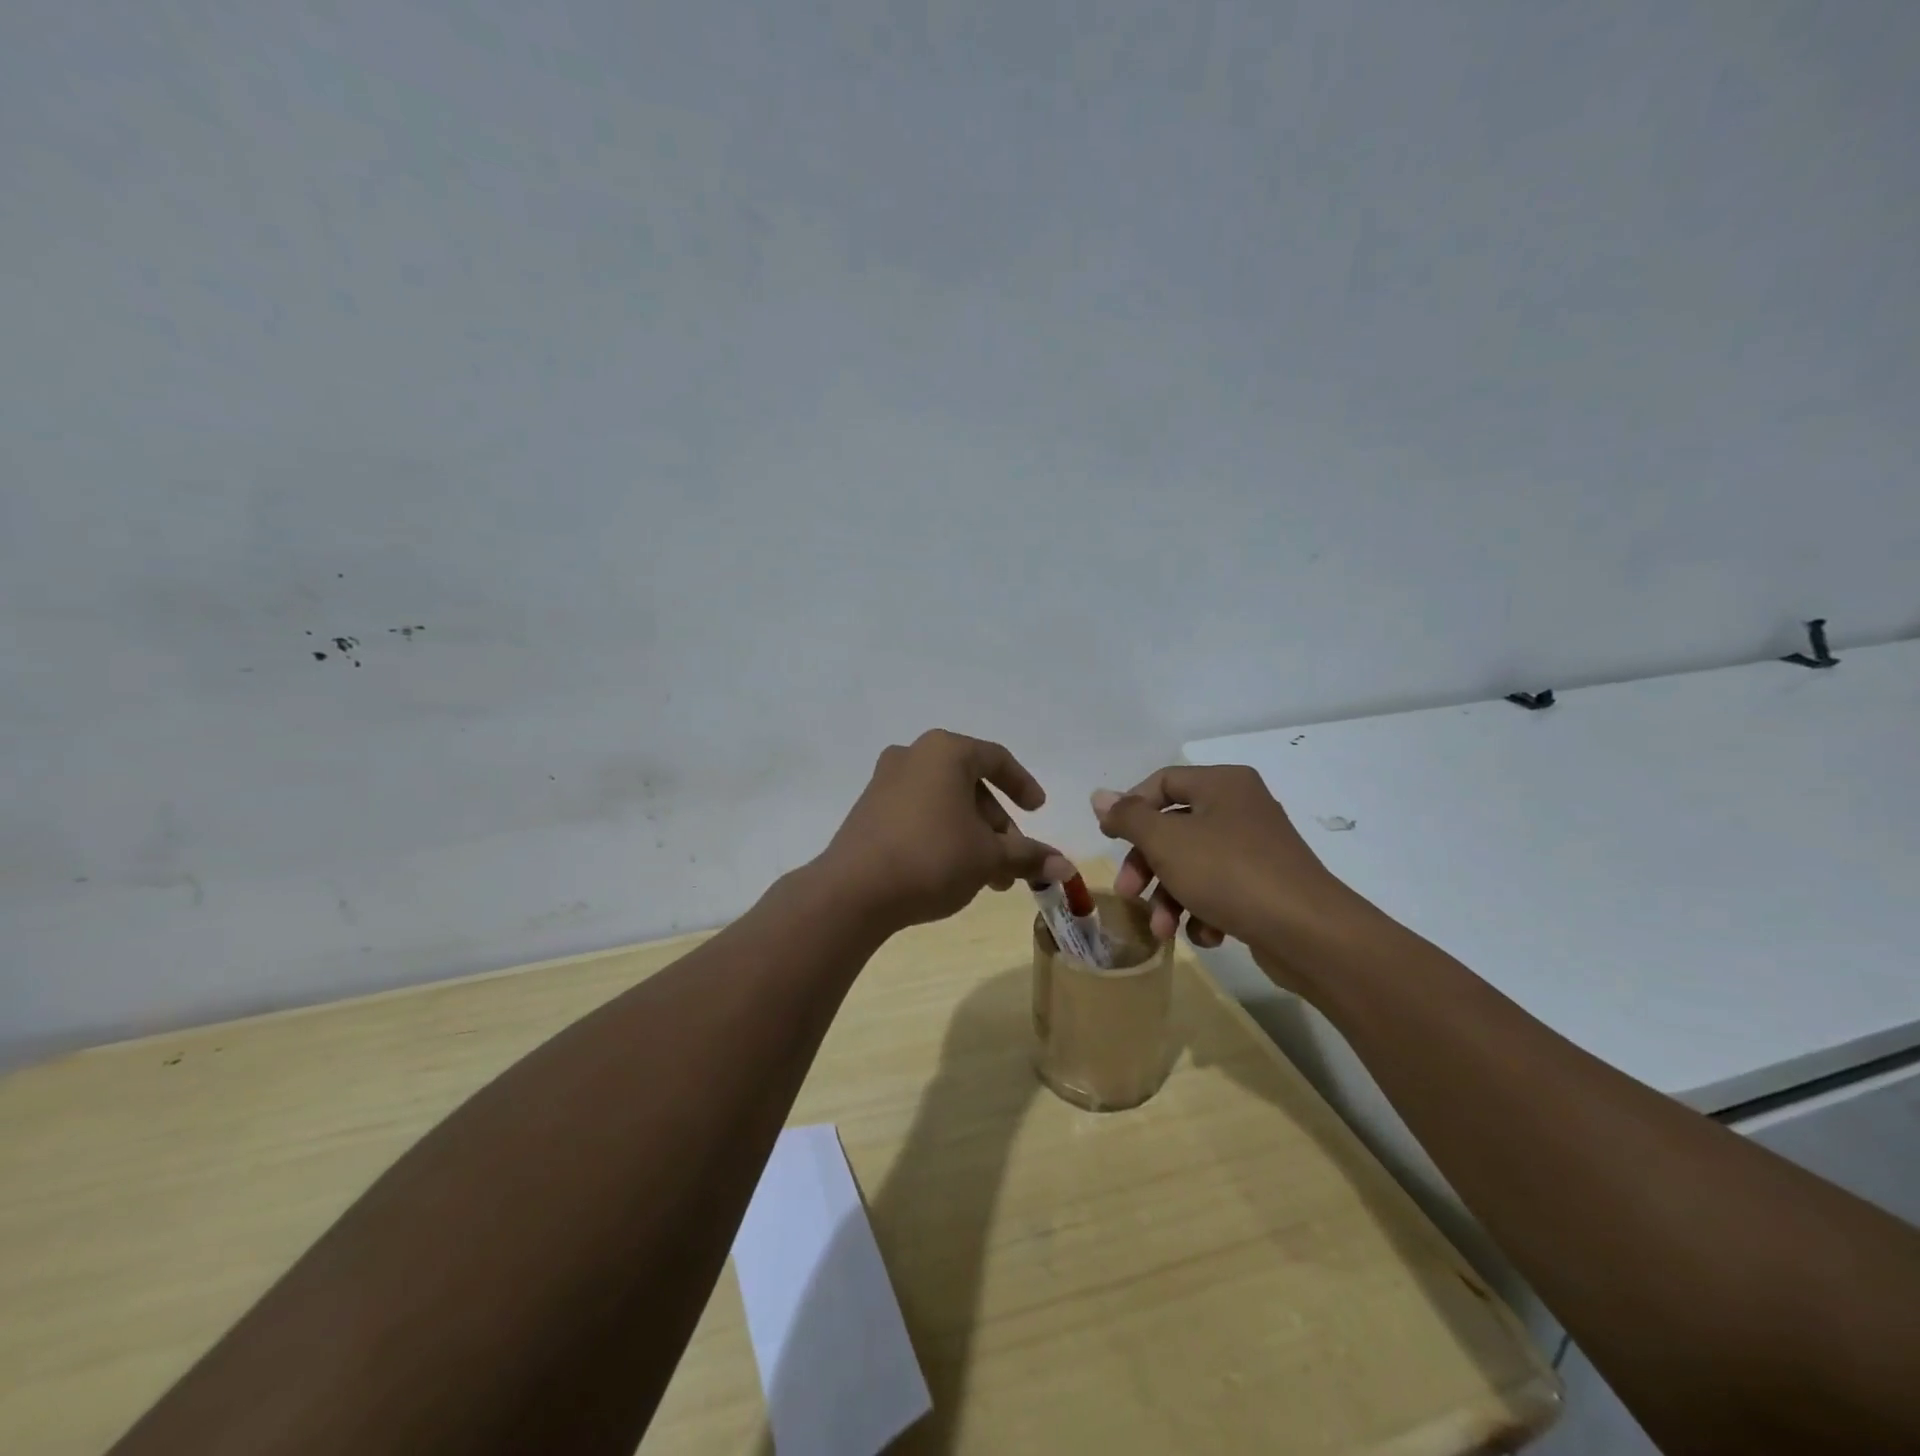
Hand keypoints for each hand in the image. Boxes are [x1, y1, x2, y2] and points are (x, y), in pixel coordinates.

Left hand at [821, 730, 1066, 933]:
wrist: (854, 891)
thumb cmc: (932, 857)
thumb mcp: (988, 857)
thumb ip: (1028, 856)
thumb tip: (1067, 867)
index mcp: (945, 751)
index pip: (996, 759)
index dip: (1022, 785)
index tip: (1038, 810)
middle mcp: (913, 755)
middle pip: (970, 784)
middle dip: (996, 824)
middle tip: (1012, 858)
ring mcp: (885, 781)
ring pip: (944, 802)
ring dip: (972, 835)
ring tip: (988, 877)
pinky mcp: (868, 809)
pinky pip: (918, 813)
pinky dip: (943, 834)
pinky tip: (953, 872)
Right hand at [1091, 765, 1371, 967]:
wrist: (1309, 933)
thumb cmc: (1229, 873)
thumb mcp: (1167, 842)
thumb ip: (1129, 817)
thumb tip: (1100, 796)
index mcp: (1222, 784)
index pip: (1162, 782)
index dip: (1130, 809)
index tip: (1109, 840)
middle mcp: (1241, 807)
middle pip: (1174, 828)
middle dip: (1147, 866)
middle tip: (1128, 894)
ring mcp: (1256, 848)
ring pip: (1194, 864)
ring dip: (1170, 897)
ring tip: (1162, 930)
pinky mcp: (1266, 885)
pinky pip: (1221, 889)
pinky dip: (1204, 911)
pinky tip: (1205, 935)